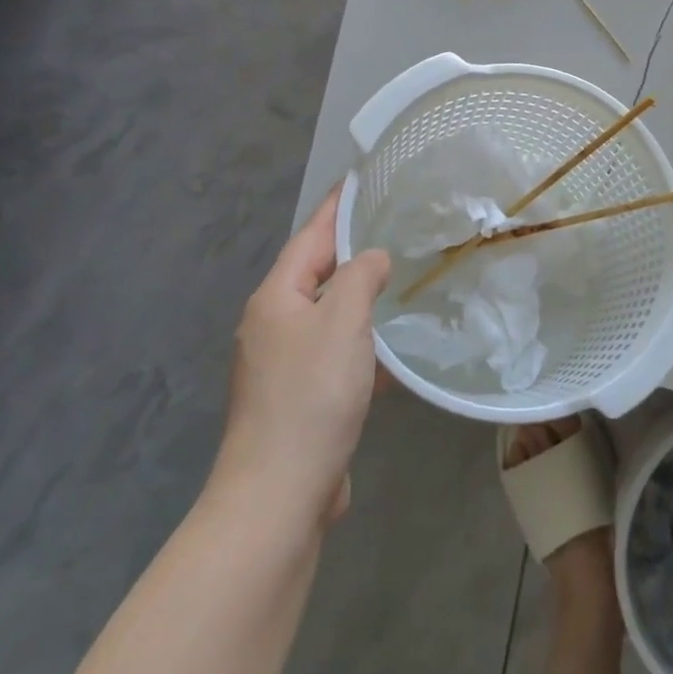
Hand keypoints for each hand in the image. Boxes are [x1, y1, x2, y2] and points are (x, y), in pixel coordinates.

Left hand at [210, 189, 390, 528]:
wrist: (278, 495)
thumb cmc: (311, 397)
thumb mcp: (342, 323)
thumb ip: (359, 278)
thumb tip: (371, 258)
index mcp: (275, 298)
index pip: (311, 236)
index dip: (337, 206)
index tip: (363, 177)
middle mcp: (272, 325)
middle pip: (315, 272)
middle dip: (350, 248)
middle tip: (394, 225)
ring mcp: (281, 364)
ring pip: (327, 314)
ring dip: (359, 296)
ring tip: (400, 277)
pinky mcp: (297, 398)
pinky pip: (333, 352)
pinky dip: (360, 341)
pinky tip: (390, 349)